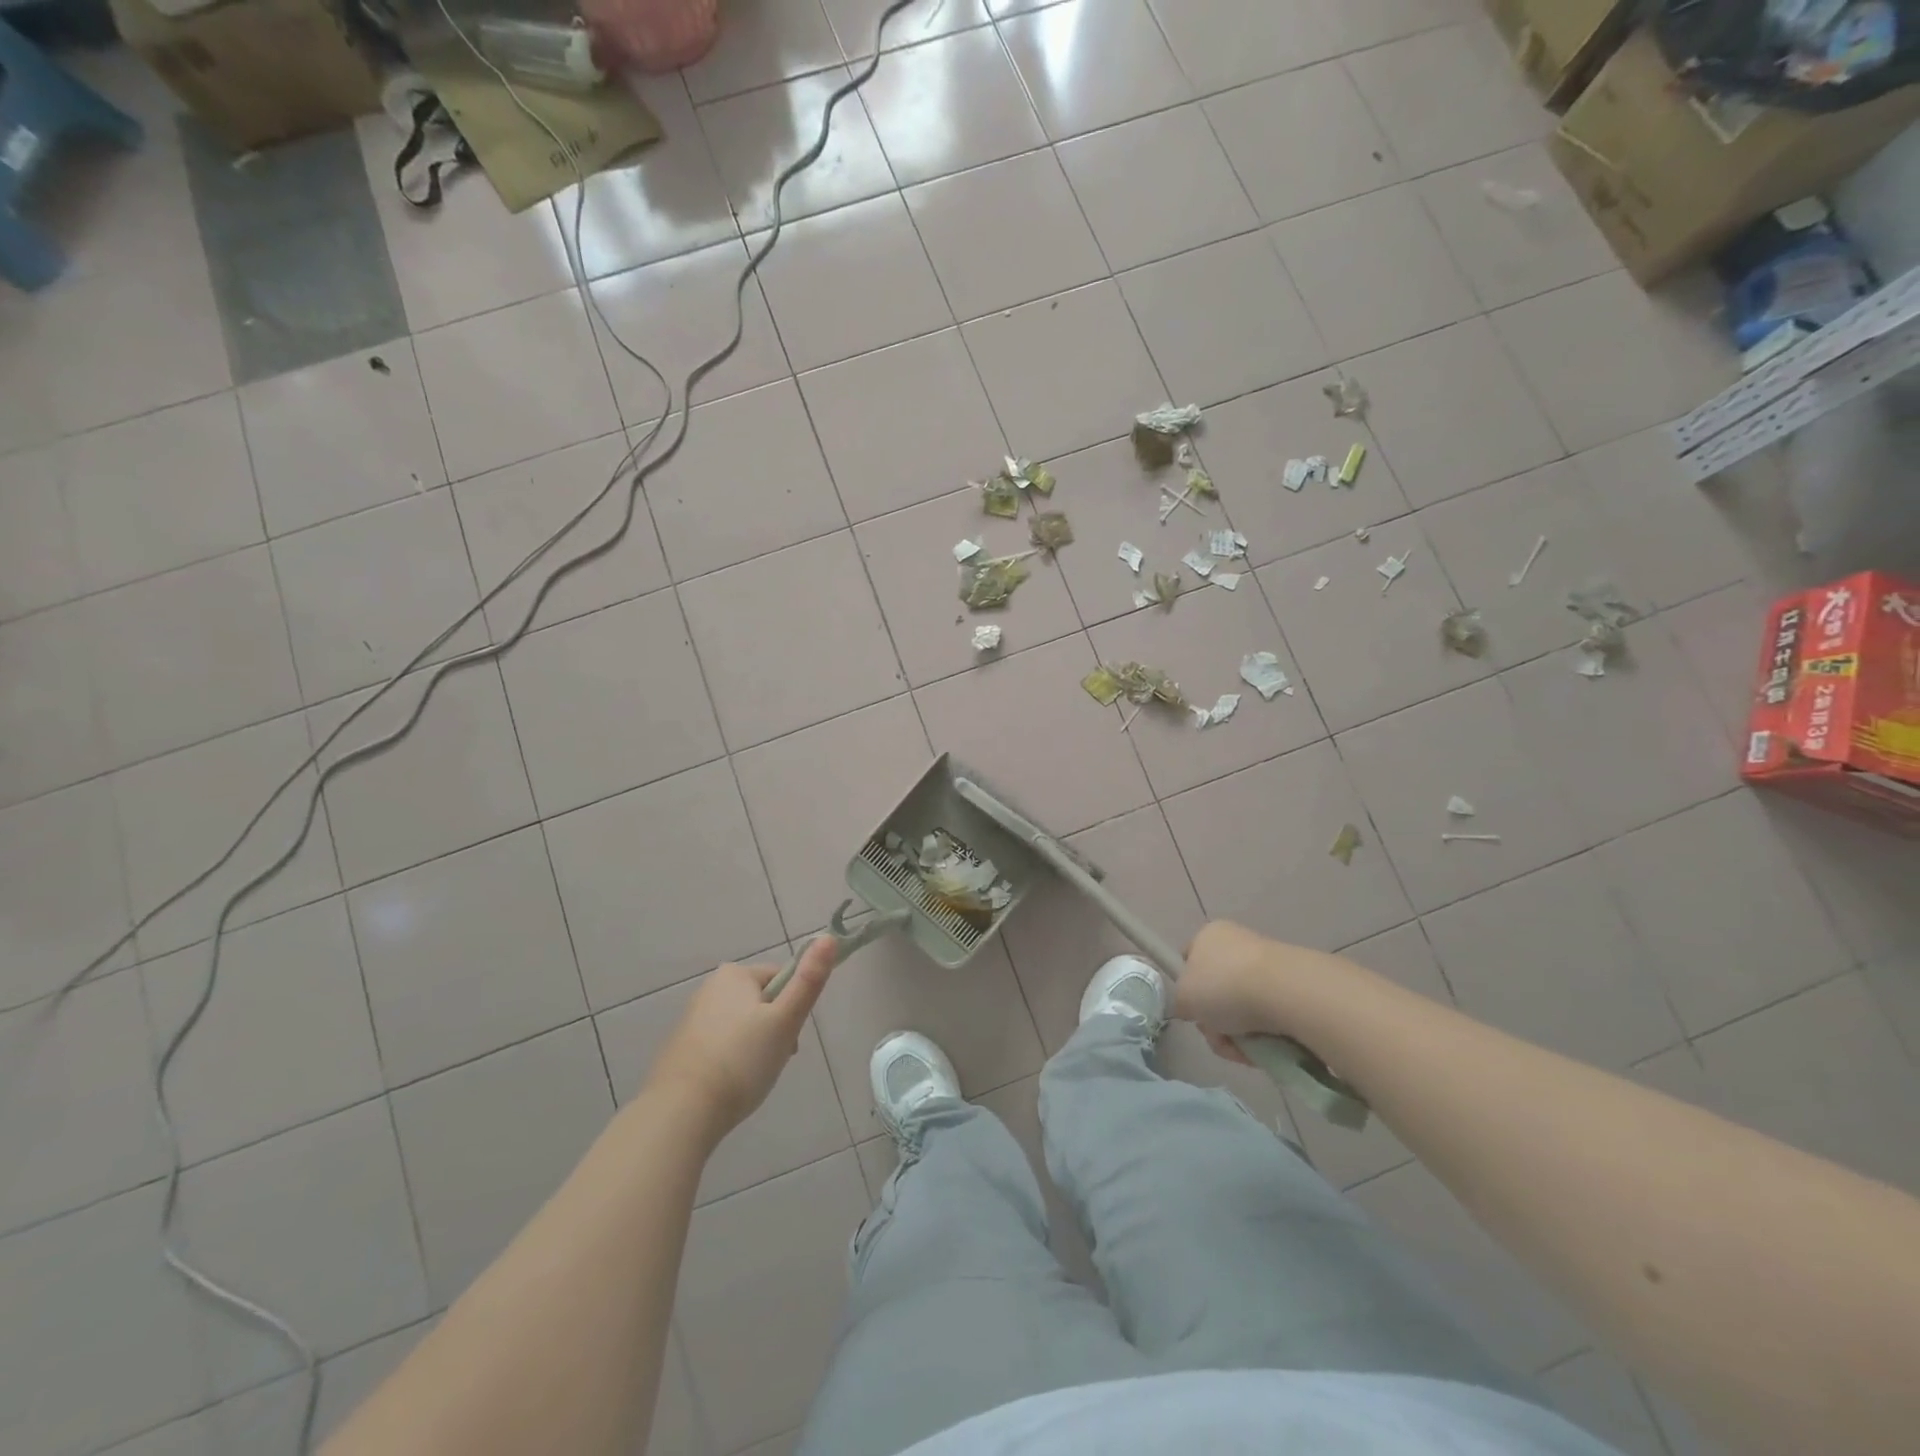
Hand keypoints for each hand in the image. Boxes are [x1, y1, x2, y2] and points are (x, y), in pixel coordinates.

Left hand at [646, 936, 837, 1140]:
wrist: (680, 1112)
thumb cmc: (741, 1060)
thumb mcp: (785, 1020)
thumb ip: (809, 980)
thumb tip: (829, 937)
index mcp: (734, 974)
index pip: (781, 979)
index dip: (793, 1008)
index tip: (790, 1038)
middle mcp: (709, 988)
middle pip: (762, 1002)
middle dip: (775, 1029)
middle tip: (774, 1059)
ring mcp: (692, 1018)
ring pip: (743, 1026)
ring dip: (756, 1046)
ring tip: (753, 1077)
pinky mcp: (681, 1047)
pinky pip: (721, 1044)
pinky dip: (732, 1060)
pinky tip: (732, 1084)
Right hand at [1174, 920, 1338, 1065]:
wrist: (1284, 992)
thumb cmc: (1223, 986)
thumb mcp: (1183, 997)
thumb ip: (1181, 1002)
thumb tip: (1193, 1009)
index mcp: (1209, 935)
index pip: (1189, 959)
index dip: (1187, 986)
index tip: (1193, 1010)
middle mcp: (1238, 944)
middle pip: (1217, 991)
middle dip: (1215, 1021)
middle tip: (1218, 1035)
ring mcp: (1268, 966)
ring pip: (1243, 1010)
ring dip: (1238, 1035)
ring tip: (1244, 1047)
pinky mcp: (1293, 989)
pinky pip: (1269, 1018)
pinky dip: (1264, 1037)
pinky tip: (1265, 1047)